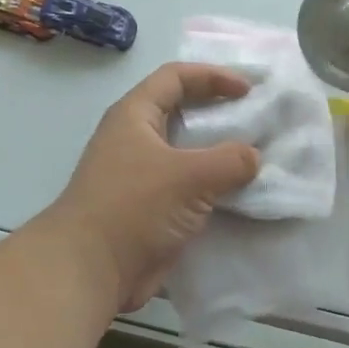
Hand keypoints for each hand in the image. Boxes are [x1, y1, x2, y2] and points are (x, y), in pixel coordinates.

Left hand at [43, 64, 261, 312]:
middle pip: (182, 112)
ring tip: (258, 158)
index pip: (175, 77)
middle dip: (220, 114)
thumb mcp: (188, 176)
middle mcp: (136, 139)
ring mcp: (142, 176)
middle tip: (258, 121)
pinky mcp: (150, 209)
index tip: (248, 90)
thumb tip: (253, 157)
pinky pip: (188, 188)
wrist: (90, 270)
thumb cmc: (133, 207)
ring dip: (220, 155)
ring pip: (187, 153)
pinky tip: (242, 196)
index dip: (212, 76)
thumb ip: (229, 161)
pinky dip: (214, 188)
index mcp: (134, 116)